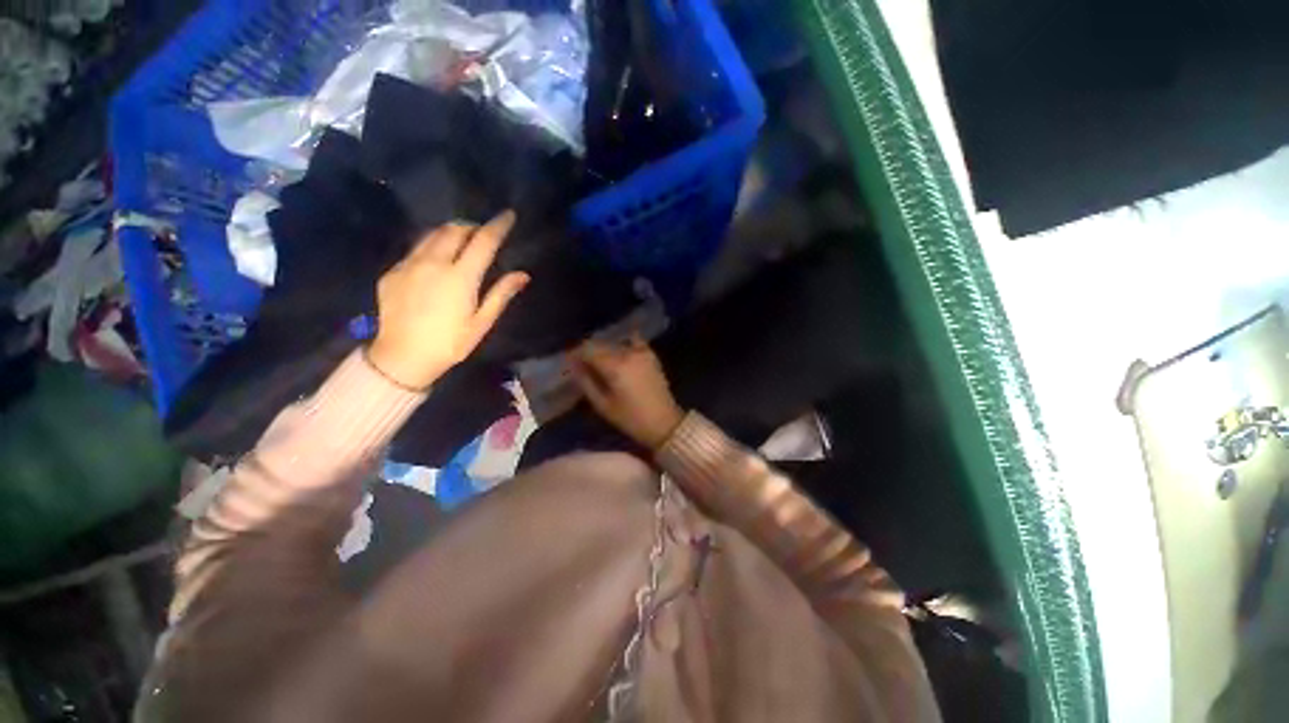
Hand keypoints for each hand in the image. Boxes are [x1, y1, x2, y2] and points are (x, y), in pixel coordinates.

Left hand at [367, 212, 528, 389]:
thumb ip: (501, 294)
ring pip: (432, 234)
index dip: (498, 225)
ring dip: (450, 231)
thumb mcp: (482, 323)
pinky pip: (415, 248)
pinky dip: (431, 245)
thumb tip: (522, 274)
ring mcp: (409, 265)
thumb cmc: (450, 343)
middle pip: (455, 230)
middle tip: (483, 233)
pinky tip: (436, 260)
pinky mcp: (393, 271)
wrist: (402, 357)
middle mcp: (433, 263)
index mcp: (460, 277)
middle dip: (472, 226)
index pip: (483, 241)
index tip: (508, 215)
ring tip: (461, 239)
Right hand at [570, 337, 684, 450]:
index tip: (569, 363)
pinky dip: (624, 344)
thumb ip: (586, 382)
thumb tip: (573, 366)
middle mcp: (627, 353)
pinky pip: (634, 342)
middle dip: (588, 352)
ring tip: (599, 364)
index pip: (587, 349)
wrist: (665, 423)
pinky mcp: (651, 355)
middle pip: (601, 344)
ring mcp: (641, 352)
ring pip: (615, 344)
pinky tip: (619, 353)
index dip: (575, 354)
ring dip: (604, 350)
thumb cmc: (631, 418)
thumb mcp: (603, 405)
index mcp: (614, 366)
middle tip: (582, 365)